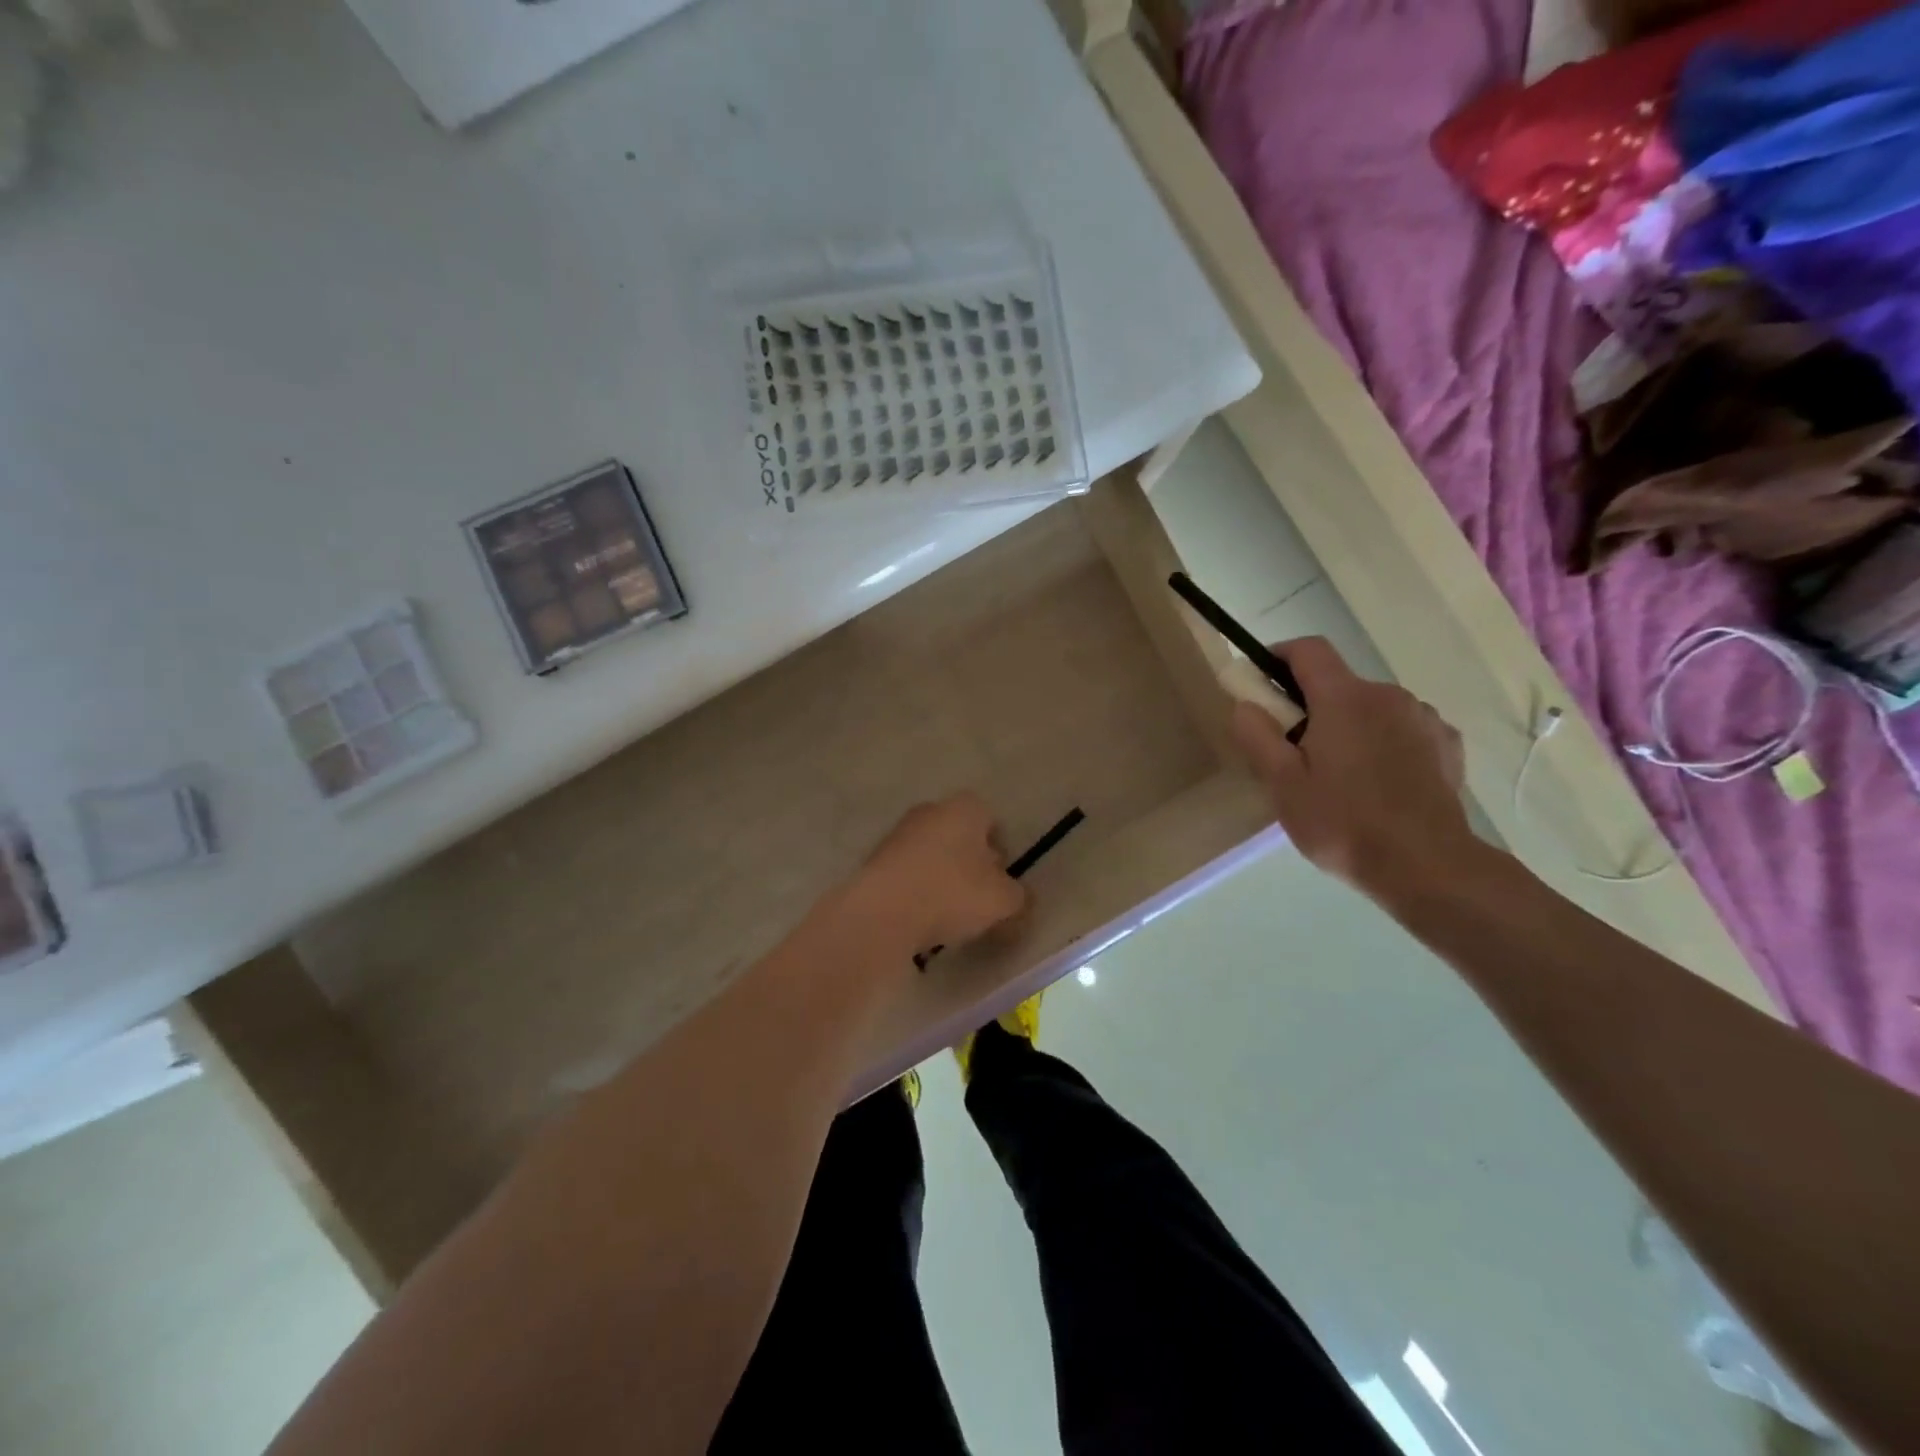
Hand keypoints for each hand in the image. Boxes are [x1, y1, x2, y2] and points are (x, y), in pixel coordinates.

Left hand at [850, 794, 1028, 953]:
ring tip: (949, 915)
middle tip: (979, 898)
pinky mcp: (874, 861)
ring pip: (931, 854)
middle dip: (970, 862)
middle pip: (959, 835)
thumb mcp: (1002, 901)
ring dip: (942, 877)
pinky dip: (917, 890)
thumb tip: (1016, 897)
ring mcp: (898, 834)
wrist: (881, 913)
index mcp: (964, 809)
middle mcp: (930, 811)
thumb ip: (1017, 897)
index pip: (991, 819)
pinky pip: (907, 873)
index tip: (1002, 879)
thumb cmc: (951, 894)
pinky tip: (921, 918)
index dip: (1001, 848)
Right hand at [1228, 637, 1476, 898]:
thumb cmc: (1342, 823)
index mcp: (1344, 698)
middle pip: (1338, 682)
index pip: (1308, 649)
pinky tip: (1379, 782)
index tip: (1263, 683)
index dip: (1279, 656)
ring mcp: (1423, 718)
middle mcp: (1388, 695)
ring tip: (1341, 775)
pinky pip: (1402, 728)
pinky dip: (1383, 741)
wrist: (1426, 866)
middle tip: (1295, 752)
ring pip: (1371, 707)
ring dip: (1349, 725)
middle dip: (1311, 705)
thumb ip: (1257, 735)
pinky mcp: (1447, 744)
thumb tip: (1245, 703)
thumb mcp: (1282, 784)